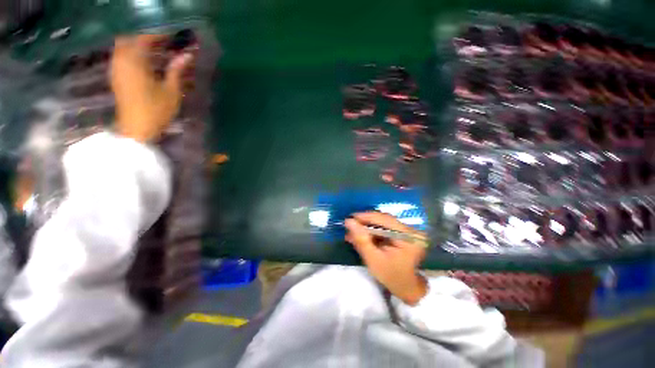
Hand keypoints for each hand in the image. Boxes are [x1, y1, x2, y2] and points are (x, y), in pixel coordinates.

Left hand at [110, 35, 192, 141]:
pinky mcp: (116, 76)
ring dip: (137, 44)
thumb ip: (176, 70)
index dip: (158, 34)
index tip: (172, 35)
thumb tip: (187, 55)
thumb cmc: (156, 111)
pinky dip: (132, 53)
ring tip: (155, 48)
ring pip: (123, 46)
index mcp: (135, 62)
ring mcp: (116, 68)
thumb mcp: (171, 91)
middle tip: (162, 41)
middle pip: (129, 38)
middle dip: (145, 37)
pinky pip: (121, 56)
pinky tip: (144, 59)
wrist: (136, 129)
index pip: (144, 38)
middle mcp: (122, 60)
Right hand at [345, 212, 427, 305]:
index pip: (384, 219)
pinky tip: (361, 235)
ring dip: (367, 227)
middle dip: (364, 222)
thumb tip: (349, 221)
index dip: (365, 217)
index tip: (349, 218)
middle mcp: (410, 229)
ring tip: (352, 232)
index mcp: (408, 236)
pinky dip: (372, 231)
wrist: (407, 289)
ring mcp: (407, 231)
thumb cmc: (392, 277)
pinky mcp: (403, 233)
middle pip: (383, 219)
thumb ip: (361, 239)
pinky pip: (384, 227)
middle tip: (349, 226)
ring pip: (382, 222)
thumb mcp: (373, 260)